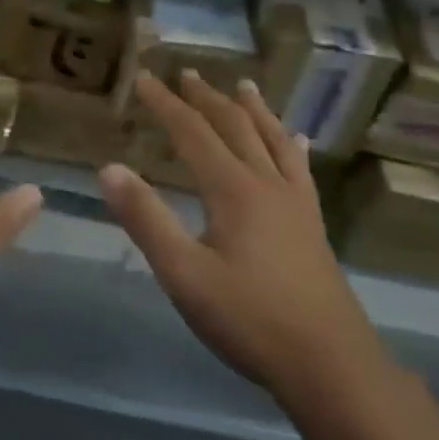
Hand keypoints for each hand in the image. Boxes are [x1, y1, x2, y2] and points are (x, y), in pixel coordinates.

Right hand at [99, 71, 394, 406]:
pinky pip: (301, 170)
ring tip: (243, 86)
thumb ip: (146, 219)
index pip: (192, 132)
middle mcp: (267, 184)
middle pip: (235, 127)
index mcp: (233, 190)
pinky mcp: (313, 225)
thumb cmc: (249, 319)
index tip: (143, 78)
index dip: (165, 103)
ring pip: (273, 140)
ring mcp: (296, 203)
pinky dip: (292, 146)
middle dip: (207, 98)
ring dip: (254, 110)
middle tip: (186, 74)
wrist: (330, 365)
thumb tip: (108, 168)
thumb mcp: (183, 273)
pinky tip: (297, 141)